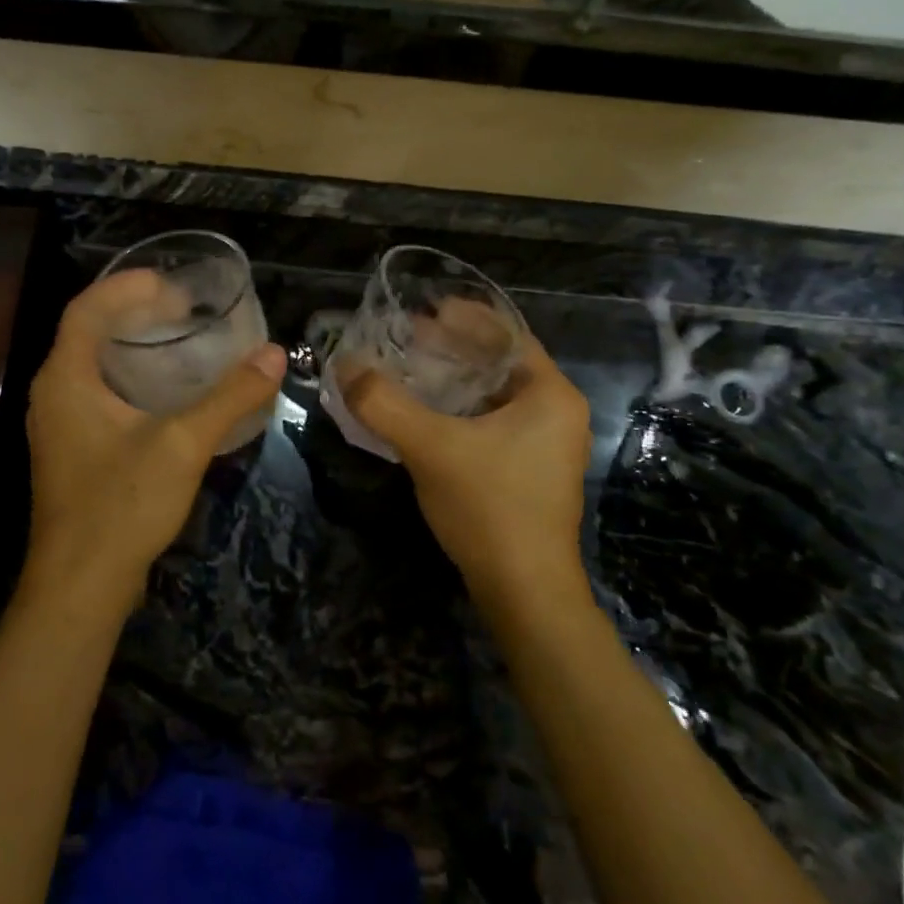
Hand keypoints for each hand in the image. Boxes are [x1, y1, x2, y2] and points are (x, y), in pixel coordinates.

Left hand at [23, 270, 286, 619]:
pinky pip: (98, 392)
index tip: (172, 285)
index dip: (126, 286)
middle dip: (133, 310)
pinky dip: (129, 376)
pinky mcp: (72, 450)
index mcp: (65, 379)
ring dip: (131, 343)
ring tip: (178, 338)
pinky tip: (165, 392)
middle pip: (87, 331)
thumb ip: (230, 396)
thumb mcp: (182, 444)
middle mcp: (54, 393)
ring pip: (92, 363)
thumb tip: (273, 355)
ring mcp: (59, 424)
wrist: (81, 586)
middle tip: (183, 308)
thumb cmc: (121, 505)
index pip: (86, 308)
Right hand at [343, 336, 591, 617]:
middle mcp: (557, 412)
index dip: (464, 317)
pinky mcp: (531, 470)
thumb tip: (345, 365)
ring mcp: (547, 444)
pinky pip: (493, 421)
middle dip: (454, 347)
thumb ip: (384, 402)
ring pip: (495, 395)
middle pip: (501, 362)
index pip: (508, 335)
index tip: (423, 310)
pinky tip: (425, 414)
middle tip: (408, 339)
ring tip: (411, 370)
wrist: (524, 592)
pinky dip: (460, 410)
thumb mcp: (430, 447)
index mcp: (551, 394)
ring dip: (454, 380)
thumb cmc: (489, 507)